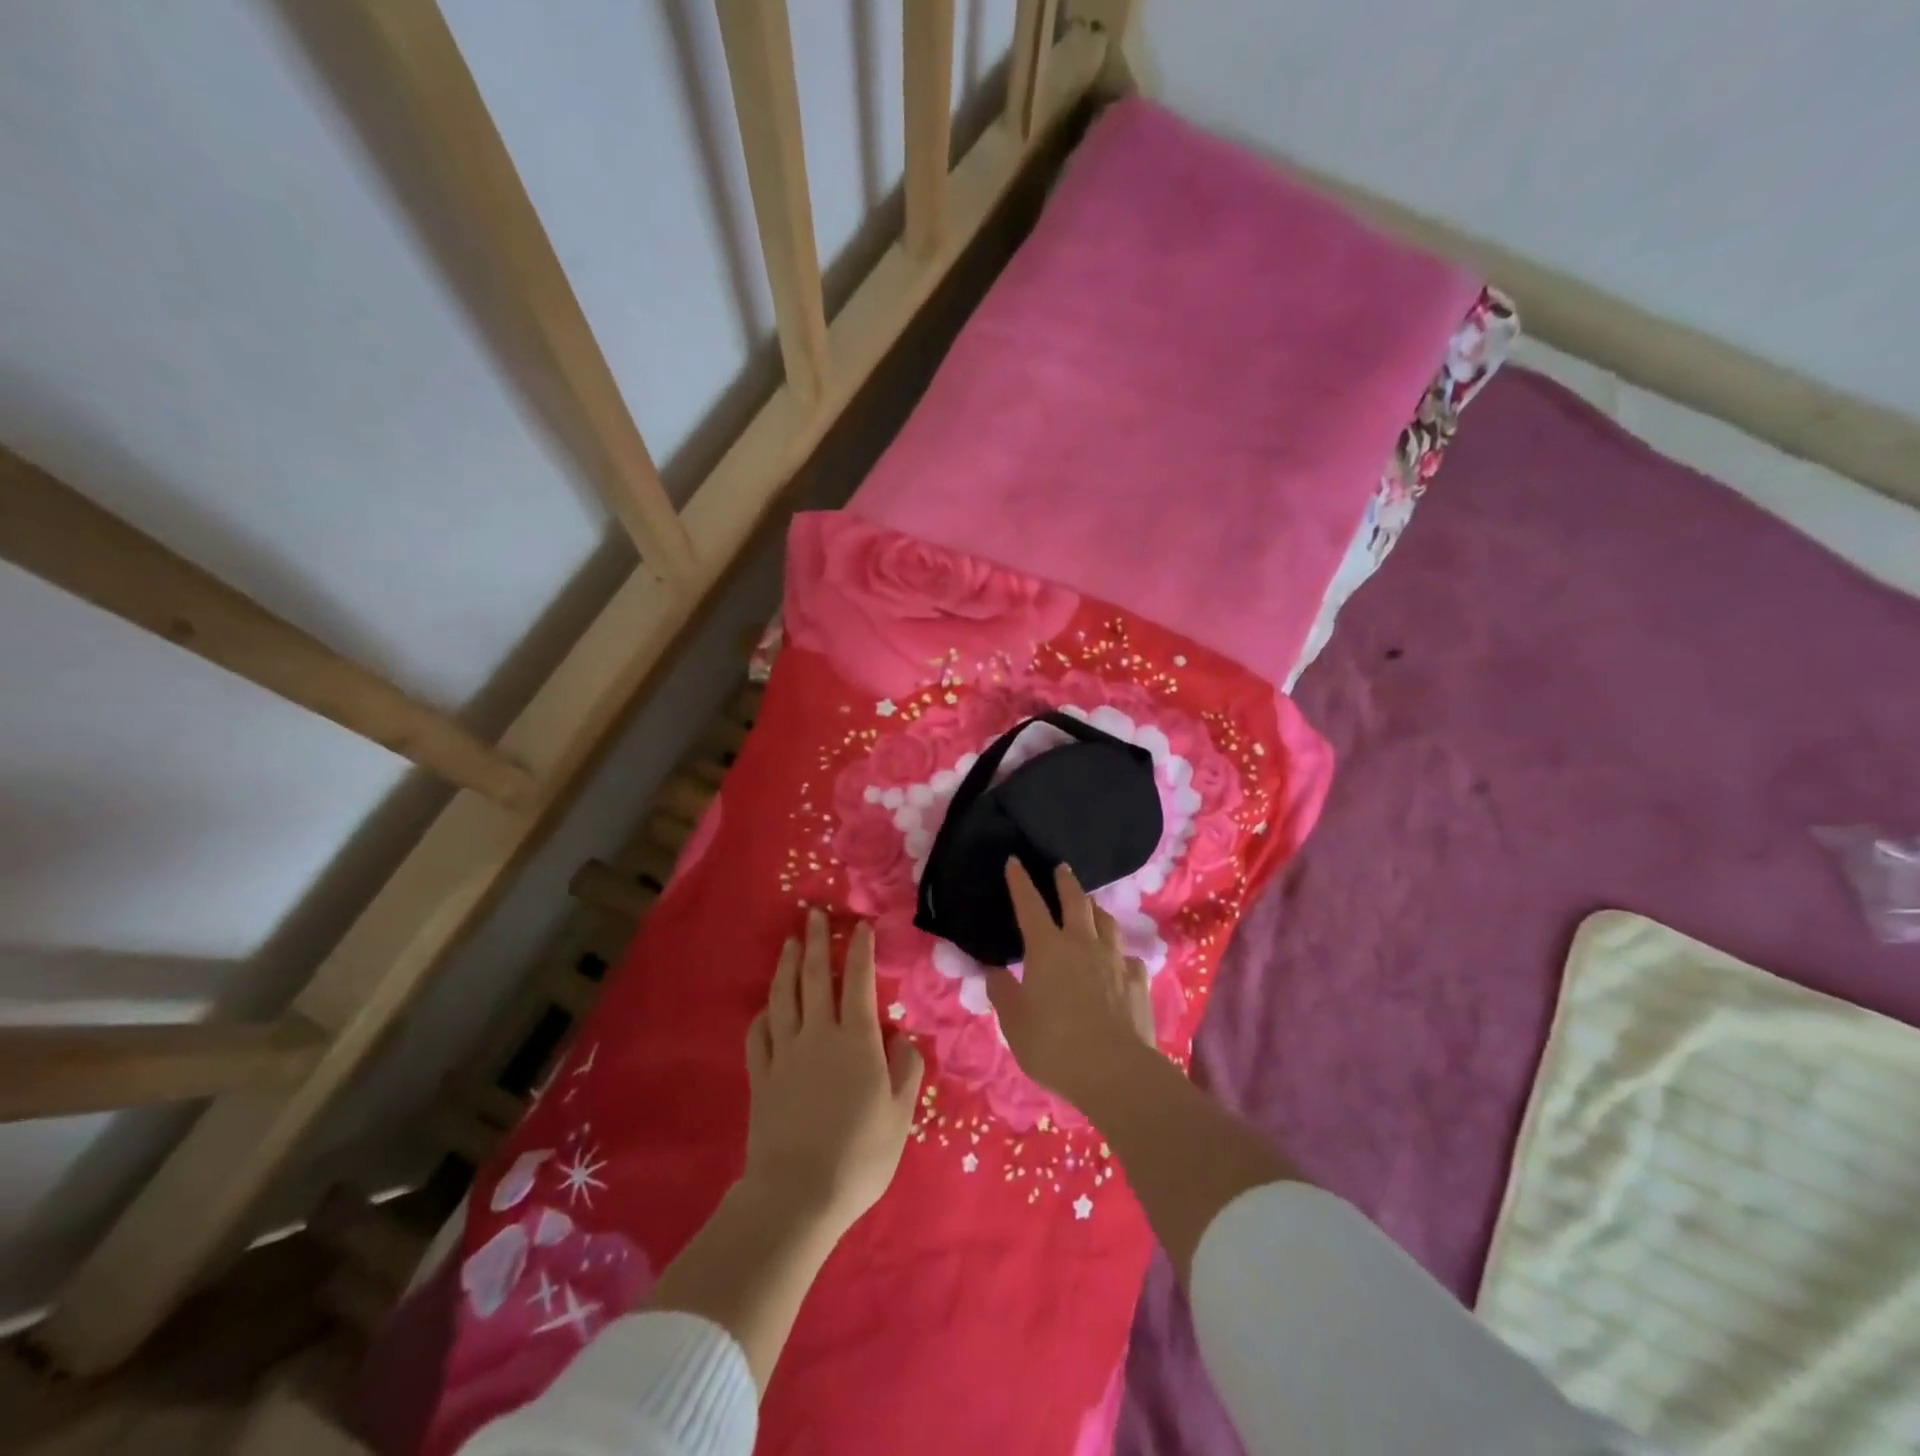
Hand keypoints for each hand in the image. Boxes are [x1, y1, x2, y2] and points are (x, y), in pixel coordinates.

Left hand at [743, 910, 924, 1237]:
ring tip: (790, 943)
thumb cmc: (860, 1156)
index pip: (859, 982)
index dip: (860, 950)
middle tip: (814, 915)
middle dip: (817, 942)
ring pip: (784, 996)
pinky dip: (763, 1014)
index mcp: (857, 1041)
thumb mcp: (899, 1115)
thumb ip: (906, 1070)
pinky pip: (759, 1034)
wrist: (797, 1194)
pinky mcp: (761, 1075)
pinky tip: (767, 1007)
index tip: (859, 926)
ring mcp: (785, 1053)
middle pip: (816, 977)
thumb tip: (904, 1037)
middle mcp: (819, 1035)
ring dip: (788, 966)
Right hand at [987, 860, 1159, 1112]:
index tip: (1015, 861)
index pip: (1029, 905)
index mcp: (1047, 949)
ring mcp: (1114, 960)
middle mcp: (1082, 944)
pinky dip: (1119, 954)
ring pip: (1107, 922)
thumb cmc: (1054, 1045)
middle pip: (1076, 902)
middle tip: (1062, 868)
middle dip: (1066, 882)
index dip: (1020, 882)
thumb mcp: (1014, 1022)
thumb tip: (994, 972)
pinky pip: (1128, 957)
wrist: (1114, 1071)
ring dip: (1096, 911)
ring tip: (1092, 909)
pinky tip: (1119, 961)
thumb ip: (1003, 993)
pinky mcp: (1137, 980)